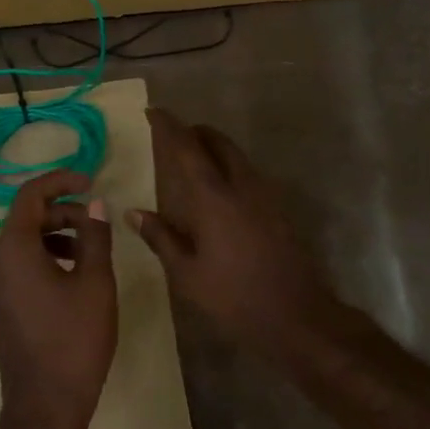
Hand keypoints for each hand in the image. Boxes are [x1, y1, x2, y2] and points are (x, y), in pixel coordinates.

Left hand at [0, 169, 117, 428]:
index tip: (91, 181)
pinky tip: (76, 277)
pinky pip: (22, 267)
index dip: (60, 181)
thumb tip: (95, 204)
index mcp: (13, 251)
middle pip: (26, 219)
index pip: (29, 196)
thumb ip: (95, 237)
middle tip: (98, 220)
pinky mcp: (4, 308)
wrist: (47, 404)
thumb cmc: (75, 339)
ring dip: (57, 235)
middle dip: (63, 210)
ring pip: (24, 245)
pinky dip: (48, 258)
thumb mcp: (95, 282)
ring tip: (91, 248)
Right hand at [130, 108, 340, 360]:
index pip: (188, 149)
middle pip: (220, 143)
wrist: (295, 316)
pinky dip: (230, 168)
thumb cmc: (233, 297)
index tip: (153, 112)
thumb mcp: (187, 274)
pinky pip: (250, 175)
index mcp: (214, 198)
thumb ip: (161, 238)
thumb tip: (134, 212)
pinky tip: (220, 190)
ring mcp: (266, 197)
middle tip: (176, 134)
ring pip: (238, 158)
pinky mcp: (279, 211)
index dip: (169, 127)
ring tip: (194, 158)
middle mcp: (242, 187)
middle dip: (197, 132)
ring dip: (216, 149)